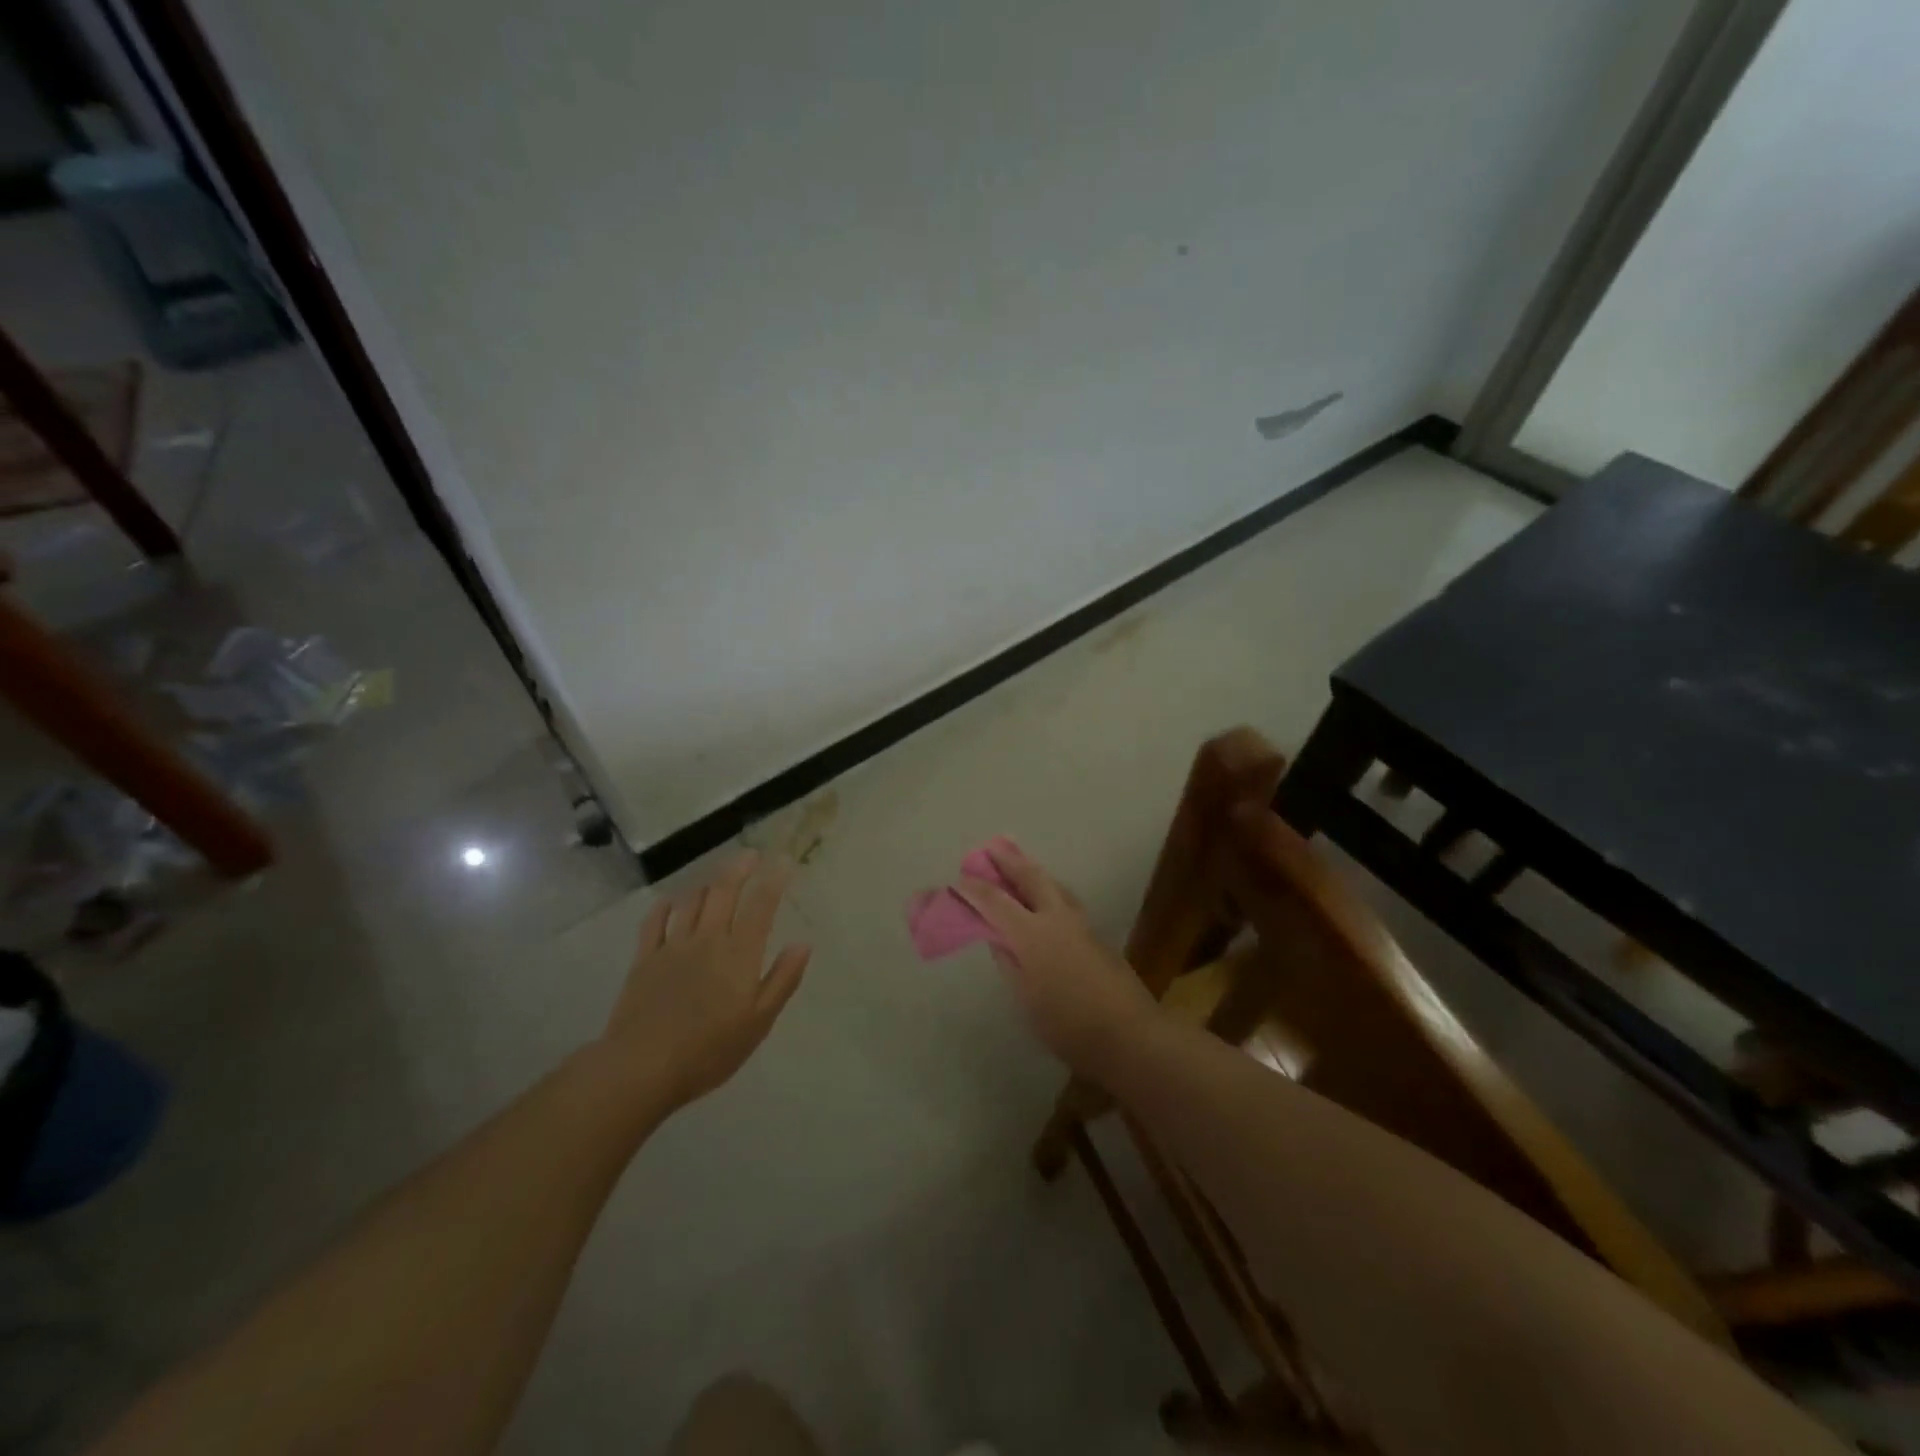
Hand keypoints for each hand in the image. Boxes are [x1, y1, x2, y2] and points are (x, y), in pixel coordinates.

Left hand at [595, 853, 810, 1111]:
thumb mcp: (759, 1022)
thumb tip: (803, 944)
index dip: (773, 881)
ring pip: (691, 902)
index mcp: (739, 954)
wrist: (643, 1067)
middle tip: (750, 854)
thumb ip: (782, 979)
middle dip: (739, 869)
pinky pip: (654, 922)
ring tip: (716, 877)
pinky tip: (670, 901)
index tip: (783, 862)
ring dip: (706, 884)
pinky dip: (665, 906)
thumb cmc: (710, 1050)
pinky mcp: (644, 959)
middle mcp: (708, 939)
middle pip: (724, 892)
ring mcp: (673, 947)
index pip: (761, 907)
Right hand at [956, 840, 1155, 1076]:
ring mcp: (1081, 924)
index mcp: (1032, 935)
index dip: (975, 889)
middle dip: (1009, 861)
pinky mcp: (1097, 935)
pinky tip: (1046, 897)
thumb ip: (1009, 963)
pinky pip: (1065, 900)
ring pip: (1053, 885)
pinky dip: (1049, 889)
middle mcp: (1057, 919)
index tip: (959, 880)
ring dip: (1033, 871)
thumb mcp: (1026, 999)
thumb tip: (999, 938)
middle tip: (992, 847)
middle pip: (1031, 878)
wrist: (1130, 1036)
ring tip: (1019, 863)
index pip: (996, 902)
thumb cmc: (1068, 1025)